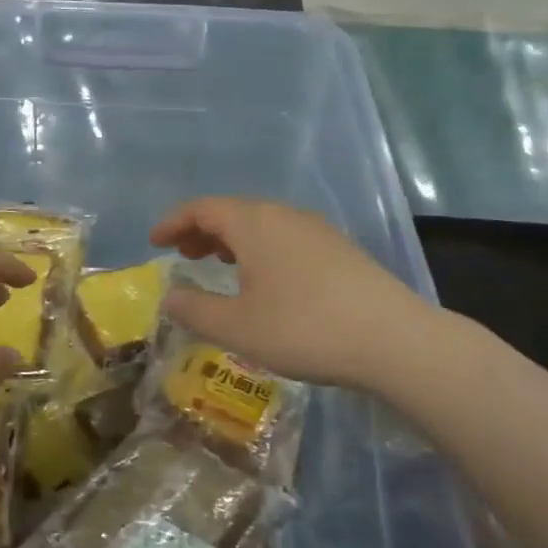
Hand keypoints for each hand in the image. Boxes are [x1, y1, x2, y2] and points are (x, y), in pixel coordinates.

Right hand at [149, 197, 429, 390]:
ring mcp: (316, 230)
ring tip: (219, 264)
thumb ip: (196, 309)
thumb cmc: (304, 329)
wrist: (393, 339)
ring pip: (262, 224)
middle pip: (233, 211)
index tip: (155, 241)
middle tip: (183, 255)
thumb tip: (169, 296)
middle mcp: (284, 215)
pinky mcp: (339, 249)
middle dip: (203, 230)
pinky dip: (261, 249)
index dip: (174, 222)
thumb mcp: (238, 327)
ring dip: (233, 240)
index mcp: (254, 224)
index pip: (203, 208)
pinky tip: (266, 279)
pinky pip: (285, 237)